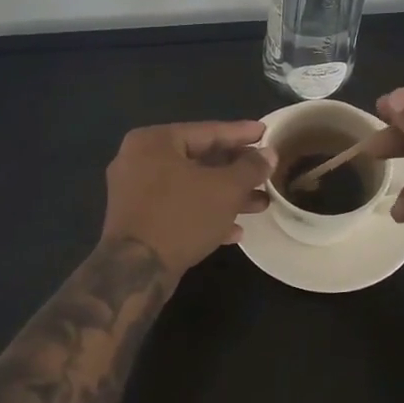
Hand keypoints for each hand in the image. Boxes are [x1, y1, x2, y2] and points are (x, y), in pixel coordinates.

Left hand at [101, 121, 275, 275]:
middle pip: (198, 159)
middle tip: (265, 172)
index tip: (266, 133)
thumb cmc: (181, 216)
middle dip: (236, 171)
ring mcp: (134, 192)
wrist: (136, 271)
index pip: (206, 131)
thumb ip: (250, 168)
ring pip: (190, 186)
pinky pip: (177, 208)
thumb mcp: (225, 189)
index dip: (241, 134)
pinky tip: (235, 231)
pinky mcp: (137, 221)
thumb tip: (268, 154)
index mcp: (154, 141)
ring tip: (260, 204)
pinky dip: (204, 214)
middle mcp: (139, 160)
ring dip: (225, 196)